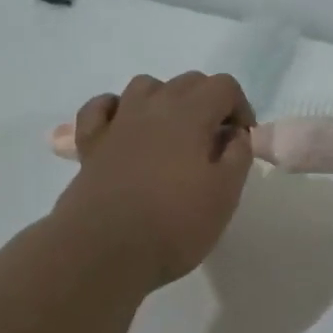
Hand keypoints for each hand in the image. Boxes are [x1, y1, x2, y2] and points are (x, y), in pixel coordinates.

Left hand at [53, 72, 255, 288]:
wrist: (105, 249)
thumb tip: (234, 135)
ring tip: (172, 133)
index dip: (240, 107)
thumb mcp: (224, 194)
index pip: (223, 85)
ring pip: (144, 87)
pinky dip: (116, 109)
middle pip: (187, 82)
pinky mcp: (90, 144)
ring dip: (165, 99)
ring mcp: (117, 122)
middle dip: (208, 102)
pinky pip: (100, 108)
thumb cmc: (174, 224)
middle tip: (213, 142)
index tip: (241, 140)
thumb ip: (238, 156)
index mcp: (190, 114)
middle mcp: (152, 107)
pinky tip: (124, 128)